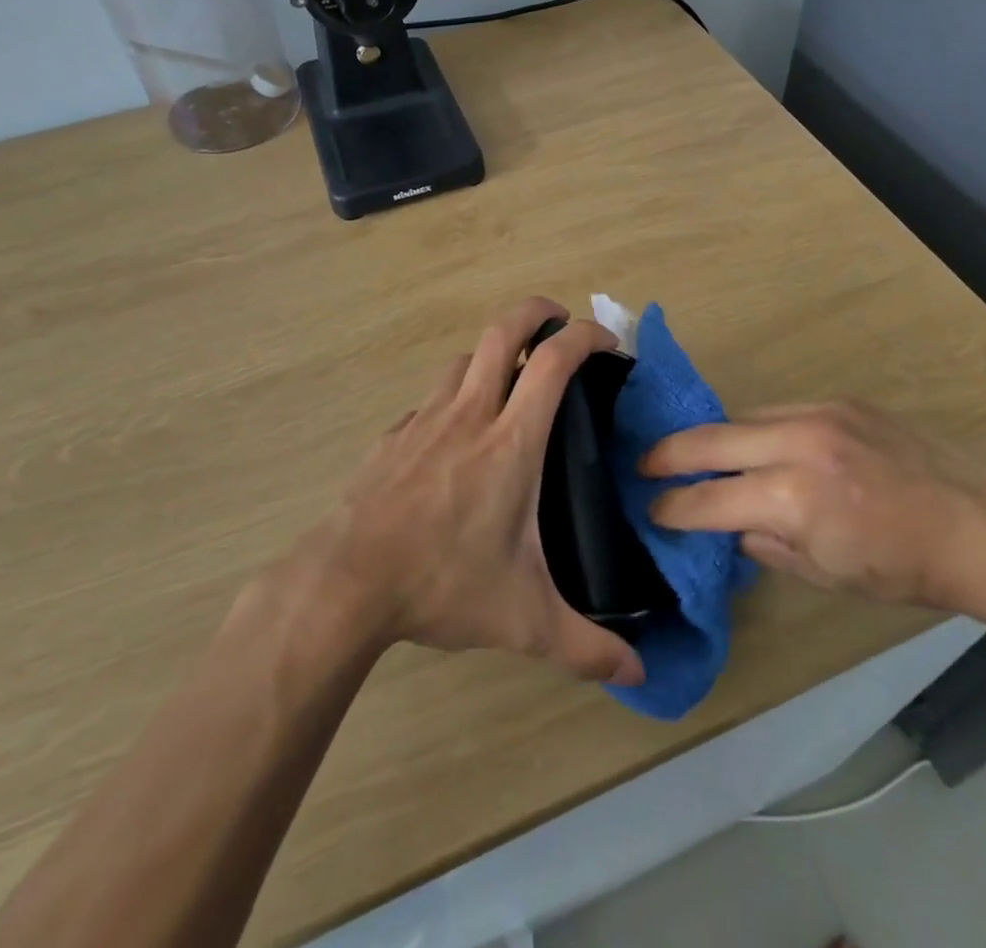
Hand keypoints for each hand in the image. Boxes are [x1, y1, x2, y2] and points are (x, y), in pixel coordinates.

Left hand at [293, 297, 644, 686]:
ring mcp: (425, 418)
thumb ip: (586, 647)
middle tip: (558, 323)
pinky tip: (456, 435)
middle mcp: (470, 413)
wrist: (346, 582)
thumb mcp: (524, 621)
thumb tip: (639, 676)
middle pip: (503, 330)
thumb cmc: (442, 584)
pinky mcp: (394, 435)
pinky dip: (454, 396)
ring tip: (510, 380)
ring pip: (464, 358)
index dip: (585, 335)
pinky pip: (432, 398)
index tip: (608, 342)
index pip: (554, 361)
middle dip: (536, 311)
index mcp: (511, 441)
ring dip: (493, 354)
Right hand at [643, 402, 985, 610]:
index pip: (710, 498)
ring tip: (693, 453)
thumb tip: (725, 524)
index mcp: (795, 498)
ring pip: (742, 416)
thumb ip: (764, 544)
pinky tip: (754, 444)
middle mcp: (799, 443)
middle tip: (641, 464)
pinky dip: (756, 428)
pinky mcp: (839, 401)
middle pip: (711, 438)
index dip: (674, 506)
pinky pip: (778, 410)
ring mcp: (820, 414)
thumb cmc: (902, 570)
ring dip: (714, 437)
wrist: (978, 527)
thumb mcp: (825, 574)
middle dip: (668, 453)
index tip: (651, 510)